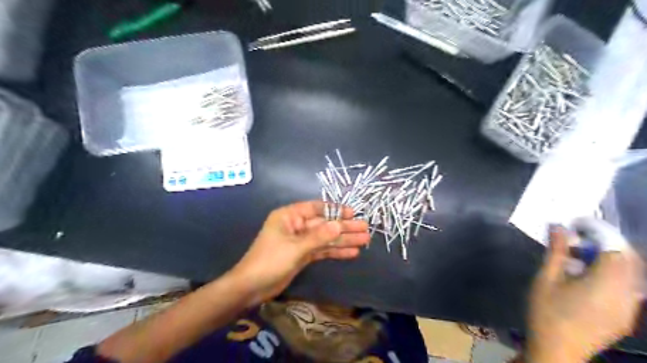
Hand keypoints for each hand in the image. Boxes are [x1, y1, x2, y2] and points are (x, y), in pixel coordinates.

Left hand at [229, 202, 367, 305]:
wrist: (251, 287)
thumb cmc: (270, 261)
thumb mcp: (295, 247)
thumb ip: (318, 236)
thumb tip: (339, 224)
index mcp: (290, 216)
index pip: (316, 208)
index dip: (335, 210)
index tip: (353, 213)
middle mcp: (296, 225)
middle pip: (324, 224)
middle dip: (344, 227)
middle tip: (365, 229)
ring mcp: (300, 241)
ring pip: (326, 238)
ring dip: (343, 240)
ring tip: (364, 240)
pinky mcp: (303, 255)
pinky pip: (322, 250)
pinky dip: (336, 251)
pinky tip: (352, 252)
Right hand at [525, 225, 640, 361]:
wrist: (557, 350)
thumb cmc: (547, 312)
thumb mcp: (546, 278)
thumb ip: (557, 251)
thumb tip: (558, 226)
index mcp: (606, 283)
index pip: (615, 248)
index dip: (599, 230)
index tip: (577, 223)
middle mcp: (627, 294)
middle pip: (628, 258)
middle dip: (605, 242)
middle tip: (577, 238)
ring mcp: (630, 307)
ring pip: (631, 272)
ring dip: (609, 257)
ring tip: (579, 257)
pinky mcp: (627, 315)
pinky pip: (629, 286)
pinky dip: (613, 273)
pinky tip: (587, 277)